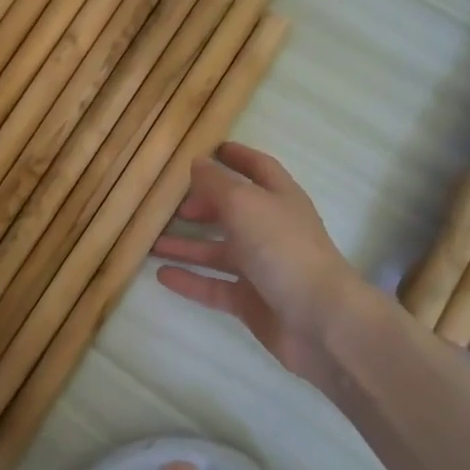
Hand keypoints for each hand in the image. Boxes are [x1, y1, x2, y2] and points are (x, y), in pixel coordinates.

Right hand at [151, 143, 366, 390]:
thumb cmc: (283, 249)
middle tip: (168, 205)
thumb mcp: (244, 204)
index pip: (258, 168)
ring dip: (186, 245)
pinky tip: (161, 275)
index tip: (209, 149)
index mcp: (279, 198)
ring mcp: (262, 267)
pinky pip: (214, 286)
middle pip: (233, 211)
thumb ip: (217, 183)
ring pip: (218, 251)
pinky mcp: (252, 301)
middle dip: (202, 206)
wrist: (319, 320)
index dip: (236, 157)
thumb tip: (197, 162)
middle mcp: (271, 229)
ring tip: (151, 242)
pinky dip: (190, 280)